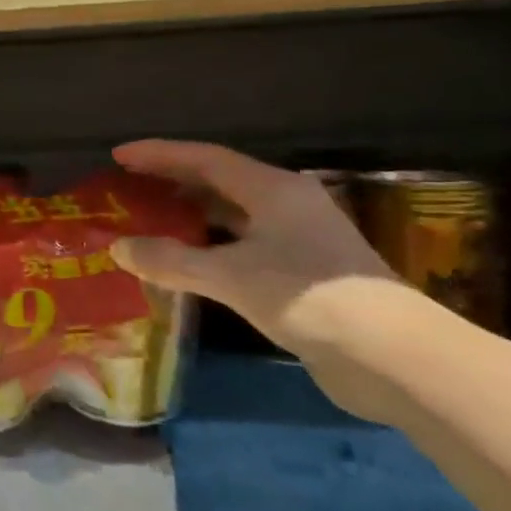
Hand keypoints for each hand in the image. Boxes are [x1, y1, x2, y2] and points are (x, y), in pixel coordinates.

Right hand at [108, 140, 403, 411]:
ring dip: (190, 215)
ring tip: (148, 219)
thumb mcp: (229, 276)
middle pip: (219, 181)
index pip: (206, 159)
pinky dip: (208, 246)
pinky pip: (241, 245)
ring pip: (232, 215)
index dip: (160, 154)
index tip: (119, 155)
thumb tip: (117, 247)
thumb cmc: (308, 298)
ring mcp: (298, 239)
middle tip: (128, 185)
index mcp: (273, 190)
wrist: (393, 356)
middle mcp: (287, 205)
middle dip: (172, 181)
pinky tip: (185, 262)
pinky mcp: (302, 273)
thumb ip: (170, 260)